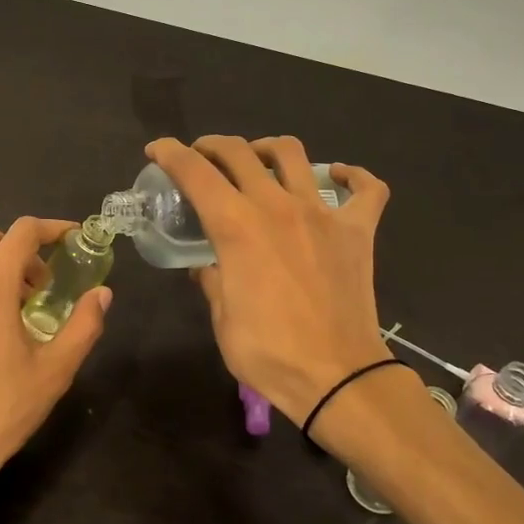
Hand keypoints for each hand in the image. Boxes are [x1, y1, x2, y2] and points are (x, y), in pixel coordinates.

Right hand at [146, 135, 389, 429]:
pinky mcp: (358, 230)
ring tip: (257, 160)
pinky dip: (350, 176)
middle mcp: (276, 206)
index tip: (157, 150)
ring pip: (292, 154)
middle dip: (211, 145)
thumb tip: (206, 266)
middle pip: (239, 152)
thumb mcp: (222, 318)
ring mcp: (322, 214)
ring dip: (266, 149)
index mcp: (236, 226)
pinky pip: (365, 188)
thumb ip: (211, 280)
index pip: (195, 172)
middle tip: (201, 157)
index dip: (170, 153)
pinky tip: (335, 176)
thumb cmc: (269, 352)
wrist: (337, 377)